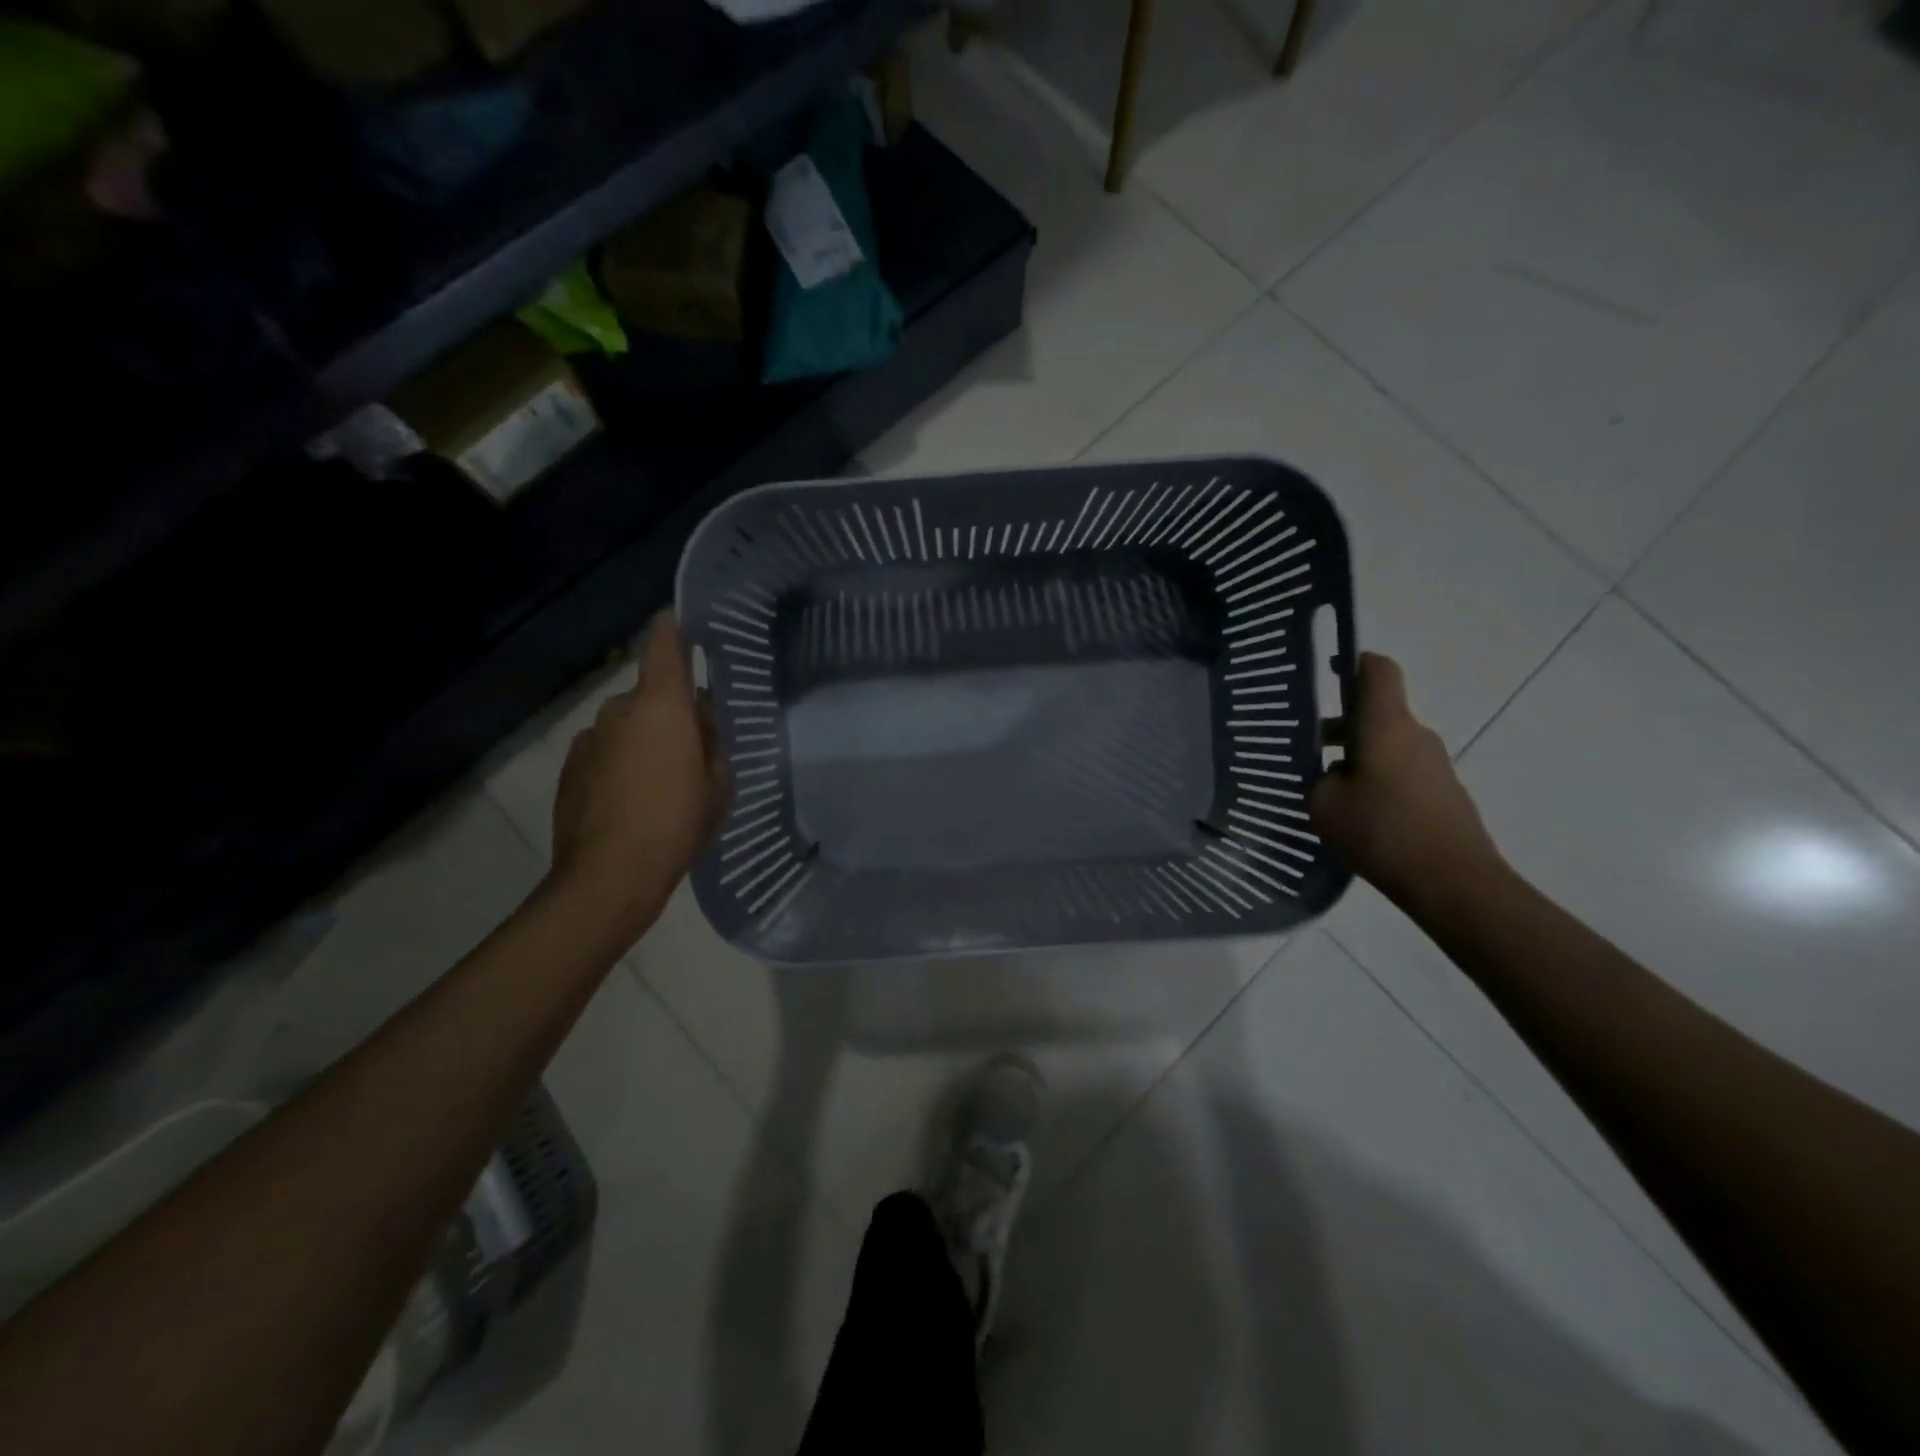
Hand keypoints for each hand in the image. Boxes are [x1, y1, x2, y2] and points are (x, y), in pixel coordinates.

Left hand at [550, 614, 730, 929]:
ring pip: (626, 725)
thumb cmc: (676, 823)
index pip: (664, 645)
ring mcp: (588, 739)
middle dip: (671, 711)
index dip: (675, 627)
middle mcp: (619, 711)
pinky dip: (621, 763)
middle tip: (694, 746)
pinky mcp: (570, 768)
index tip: (685, 620)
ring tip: (661, 781)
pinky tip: (633, 799)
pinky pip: (605, 751)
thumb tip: (703, 725)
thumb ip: (713, 745)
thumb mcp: (718, 785)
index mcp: (661, 706)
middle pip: (650, 694)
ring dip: (645, 739)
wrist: (608, 876)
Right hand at [1310, 653, 1503, 910]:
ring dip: (1359, 756)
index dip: (1352, 664)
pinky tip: (1359, 814)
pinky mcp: (1444, 793)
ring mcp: (1435, 765)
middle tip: (1308, 748)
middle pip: (1378, 711)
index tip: (1328, 673)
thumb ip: (1321, 780)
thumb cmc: (1382, 832)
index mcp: (1386, 725)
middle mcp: (1415, 735)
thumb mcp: (1324, 805)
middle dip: (1342, 724)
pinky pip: (1403, 772)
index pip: (1377, 671)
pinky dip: (1378, 780)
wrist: (1454, 882)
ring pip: (1389, 744)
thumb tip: (1333, 775)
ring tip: (1328, 790)